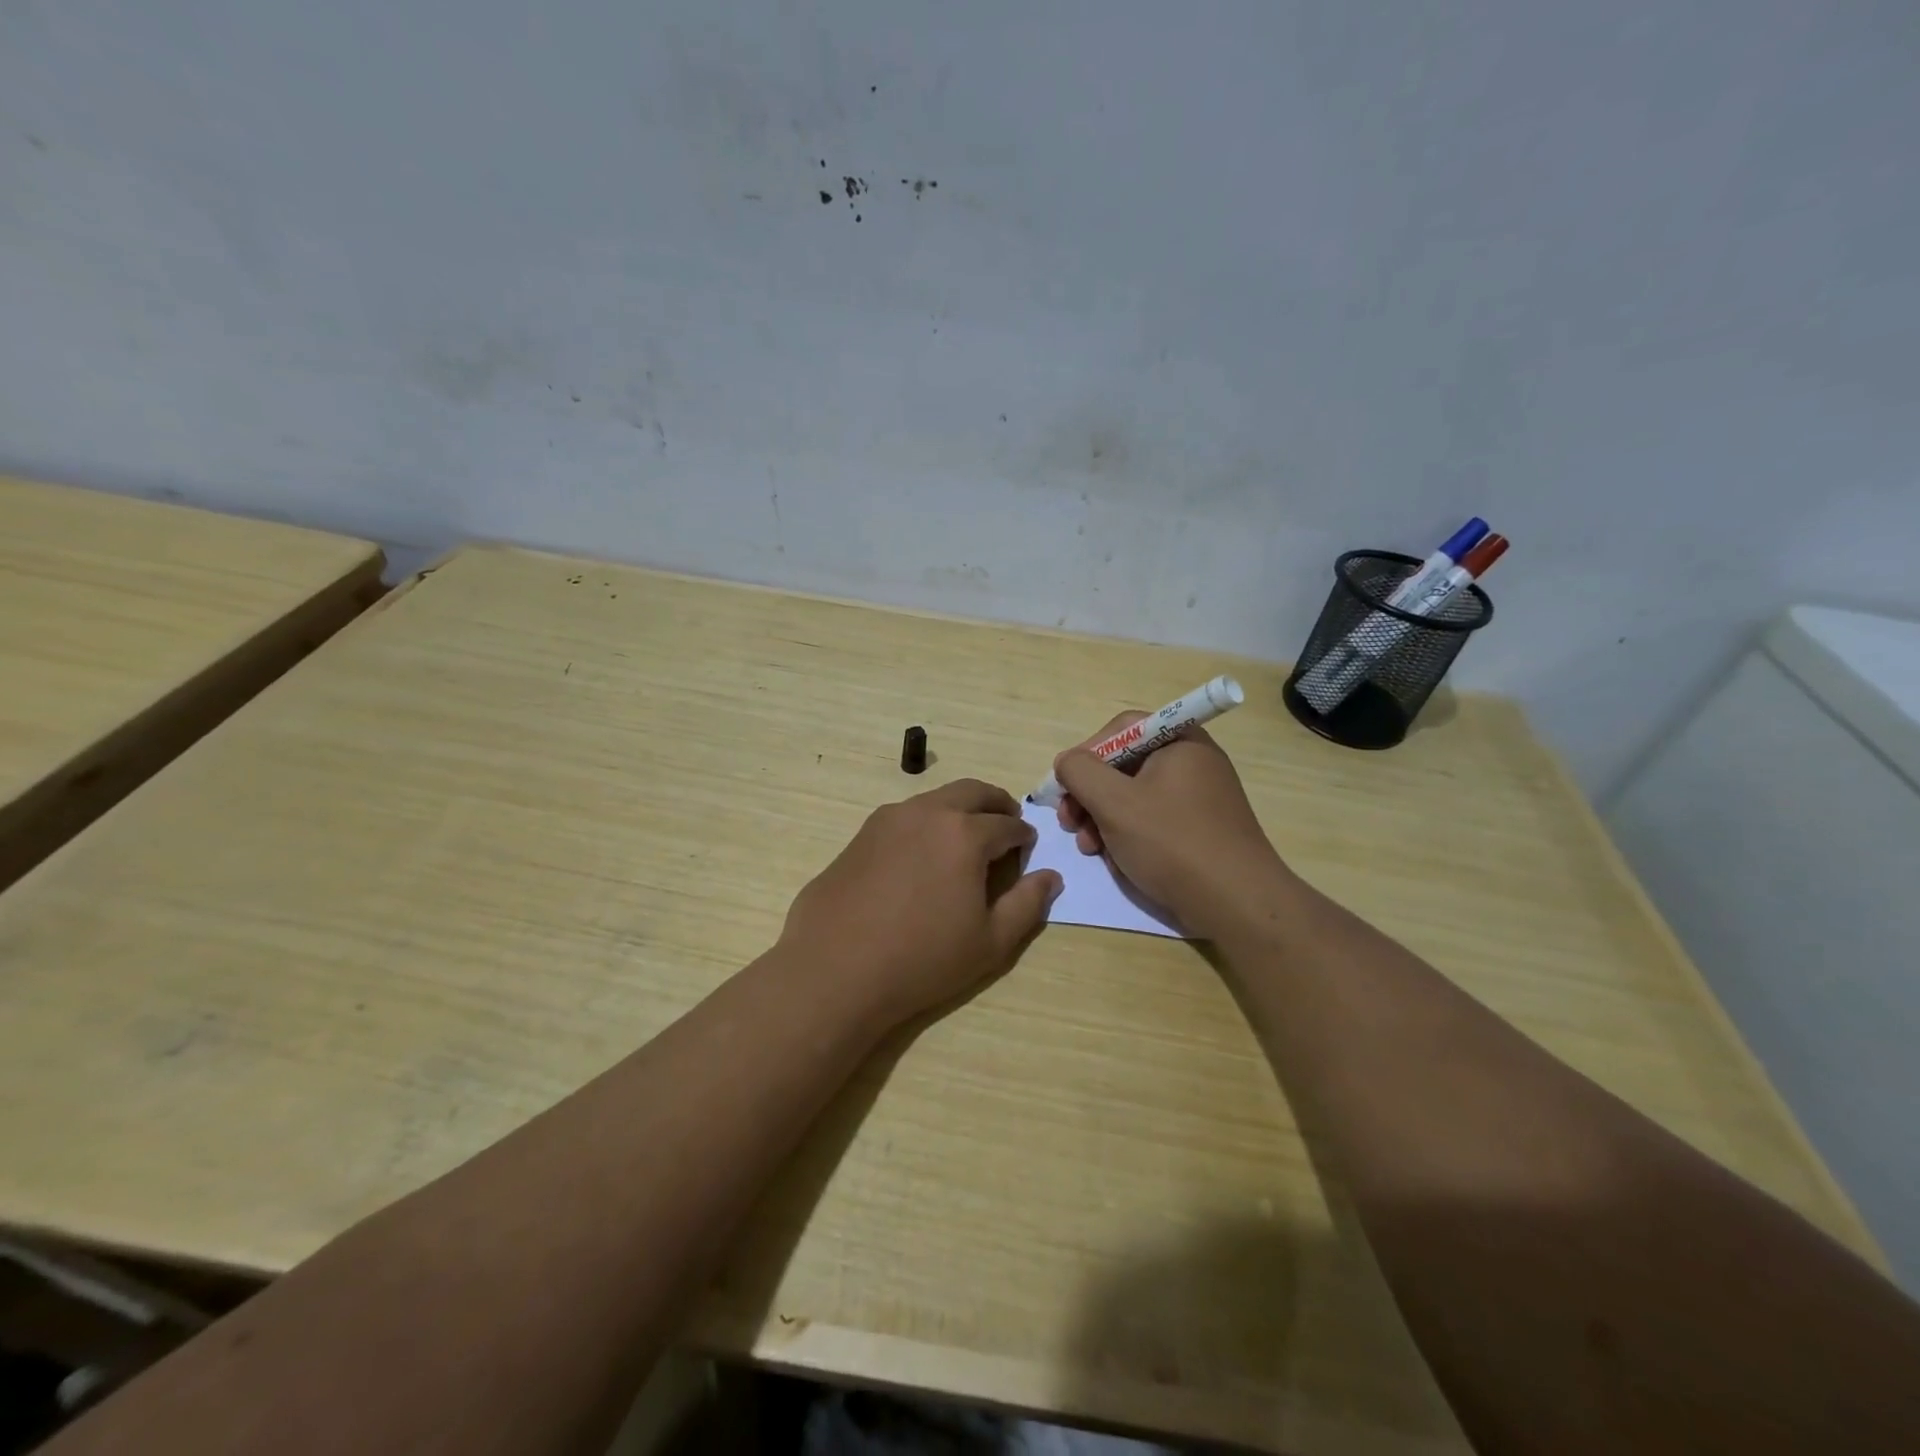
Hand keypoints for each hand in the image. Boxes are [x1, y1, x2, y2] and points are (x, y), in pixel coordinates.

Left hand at [780, 778, 1063, 1030]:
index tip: (1028, 848)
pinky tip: (922, 855)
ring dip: (959, 809)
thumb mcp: (990, 942)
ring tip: (965, 839)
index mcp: (965, 833)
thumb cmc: (922, 959)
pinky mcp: (861, 833)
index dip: (1024, 836)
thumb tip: (1051, 877)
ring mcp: (889, 819)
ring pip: (936, 799)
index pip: (1008, 824)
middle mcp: (928, 812)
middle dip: (996, 804)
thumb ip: (1028, 904)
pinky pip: (905, 816)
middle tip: (1006, 823)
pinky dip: (926, 822)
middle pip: (973, 792)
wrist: (836, 969)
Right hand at [1053, 714, 1290, 936]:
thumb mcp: (1114, 802)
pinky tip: (1115, 859)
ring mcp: (1199, 797)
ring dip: (1102, 818)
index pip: (1121, 729)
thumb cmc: (1172, 842)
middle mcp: (1192, 762)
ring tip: (1089, 848)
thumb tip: (1067, 762)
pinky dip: (1128, 834)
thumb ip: (1080, 772)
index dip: (1086, 754)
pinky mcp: (1200, 829)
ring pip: (1135, 796)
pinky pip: (1153, 819)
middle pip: (1125, 764)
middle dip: (1090, 794)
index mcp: (1179, 741)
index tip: (1066, 787)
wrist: (1236, 903)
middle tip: (1069, 822)